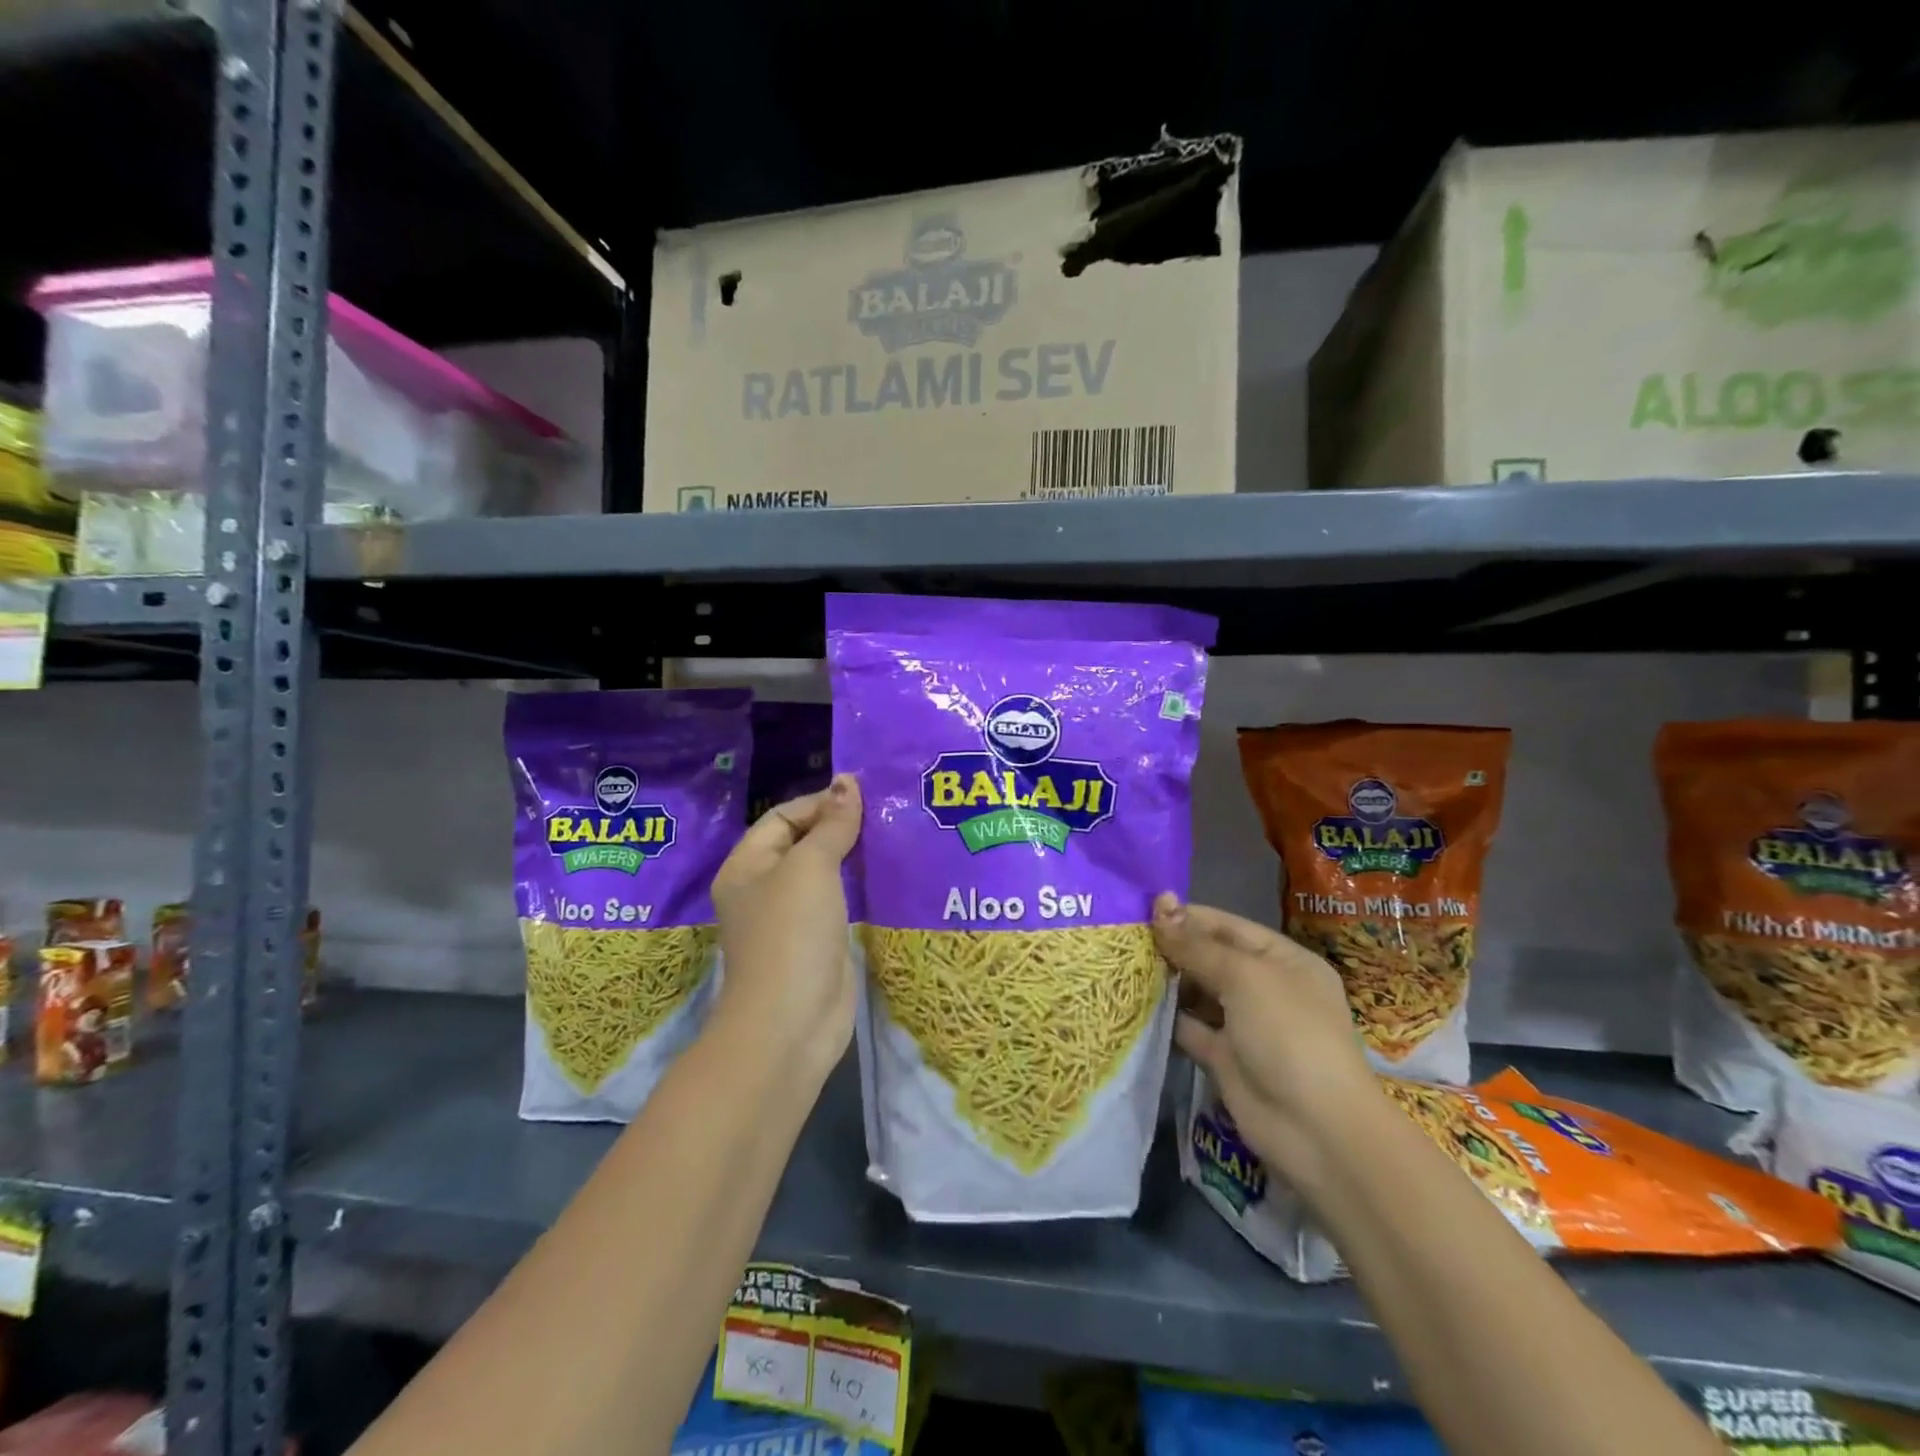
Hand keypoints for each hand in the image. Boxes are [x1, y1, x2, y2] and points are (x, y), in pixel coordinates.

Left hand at [711, 776, 863, 1076]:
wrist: (791, 1023)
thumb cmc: (791, 934)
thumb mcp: (810, 868)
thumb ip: (832, 825)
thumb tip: (848, 781)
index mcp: (747, 866)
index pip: (782, 817)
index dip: (820, 802)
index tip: (865, 796)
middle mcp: (763, 889)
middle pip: (802, 842)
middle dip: (839, 827)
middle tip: (884, 813)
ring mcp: (791, 919)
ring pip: (823, 873)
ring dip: (852, 855)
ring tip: (891, 836)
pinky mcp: (817, 942)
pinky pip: (837, 901)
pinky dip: (858, 886)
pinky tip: (886, 875)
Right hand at [1153, 894, 1384, 1185]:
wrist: (1316, 1130)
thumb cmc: (1288, 1034)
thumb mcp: (1244, 977)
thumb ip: (1197, 945)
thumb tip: (1160, 906)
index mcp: (1283, 960)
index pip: (1228, 926)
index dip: (1188, 916)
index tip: (1141, 910)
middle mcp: (1265, 988)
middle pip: (1211, 957)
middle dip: (1172, 947)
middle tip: (1124, 938)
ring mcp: (1245, 1025)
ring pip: (1198, 992)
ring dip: (1166, 981)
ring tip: (1123, 966)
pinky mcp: (1225, 1058)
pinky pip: (1191, 1028)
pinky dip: (1167, 1017)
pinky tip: (1133, 1003)